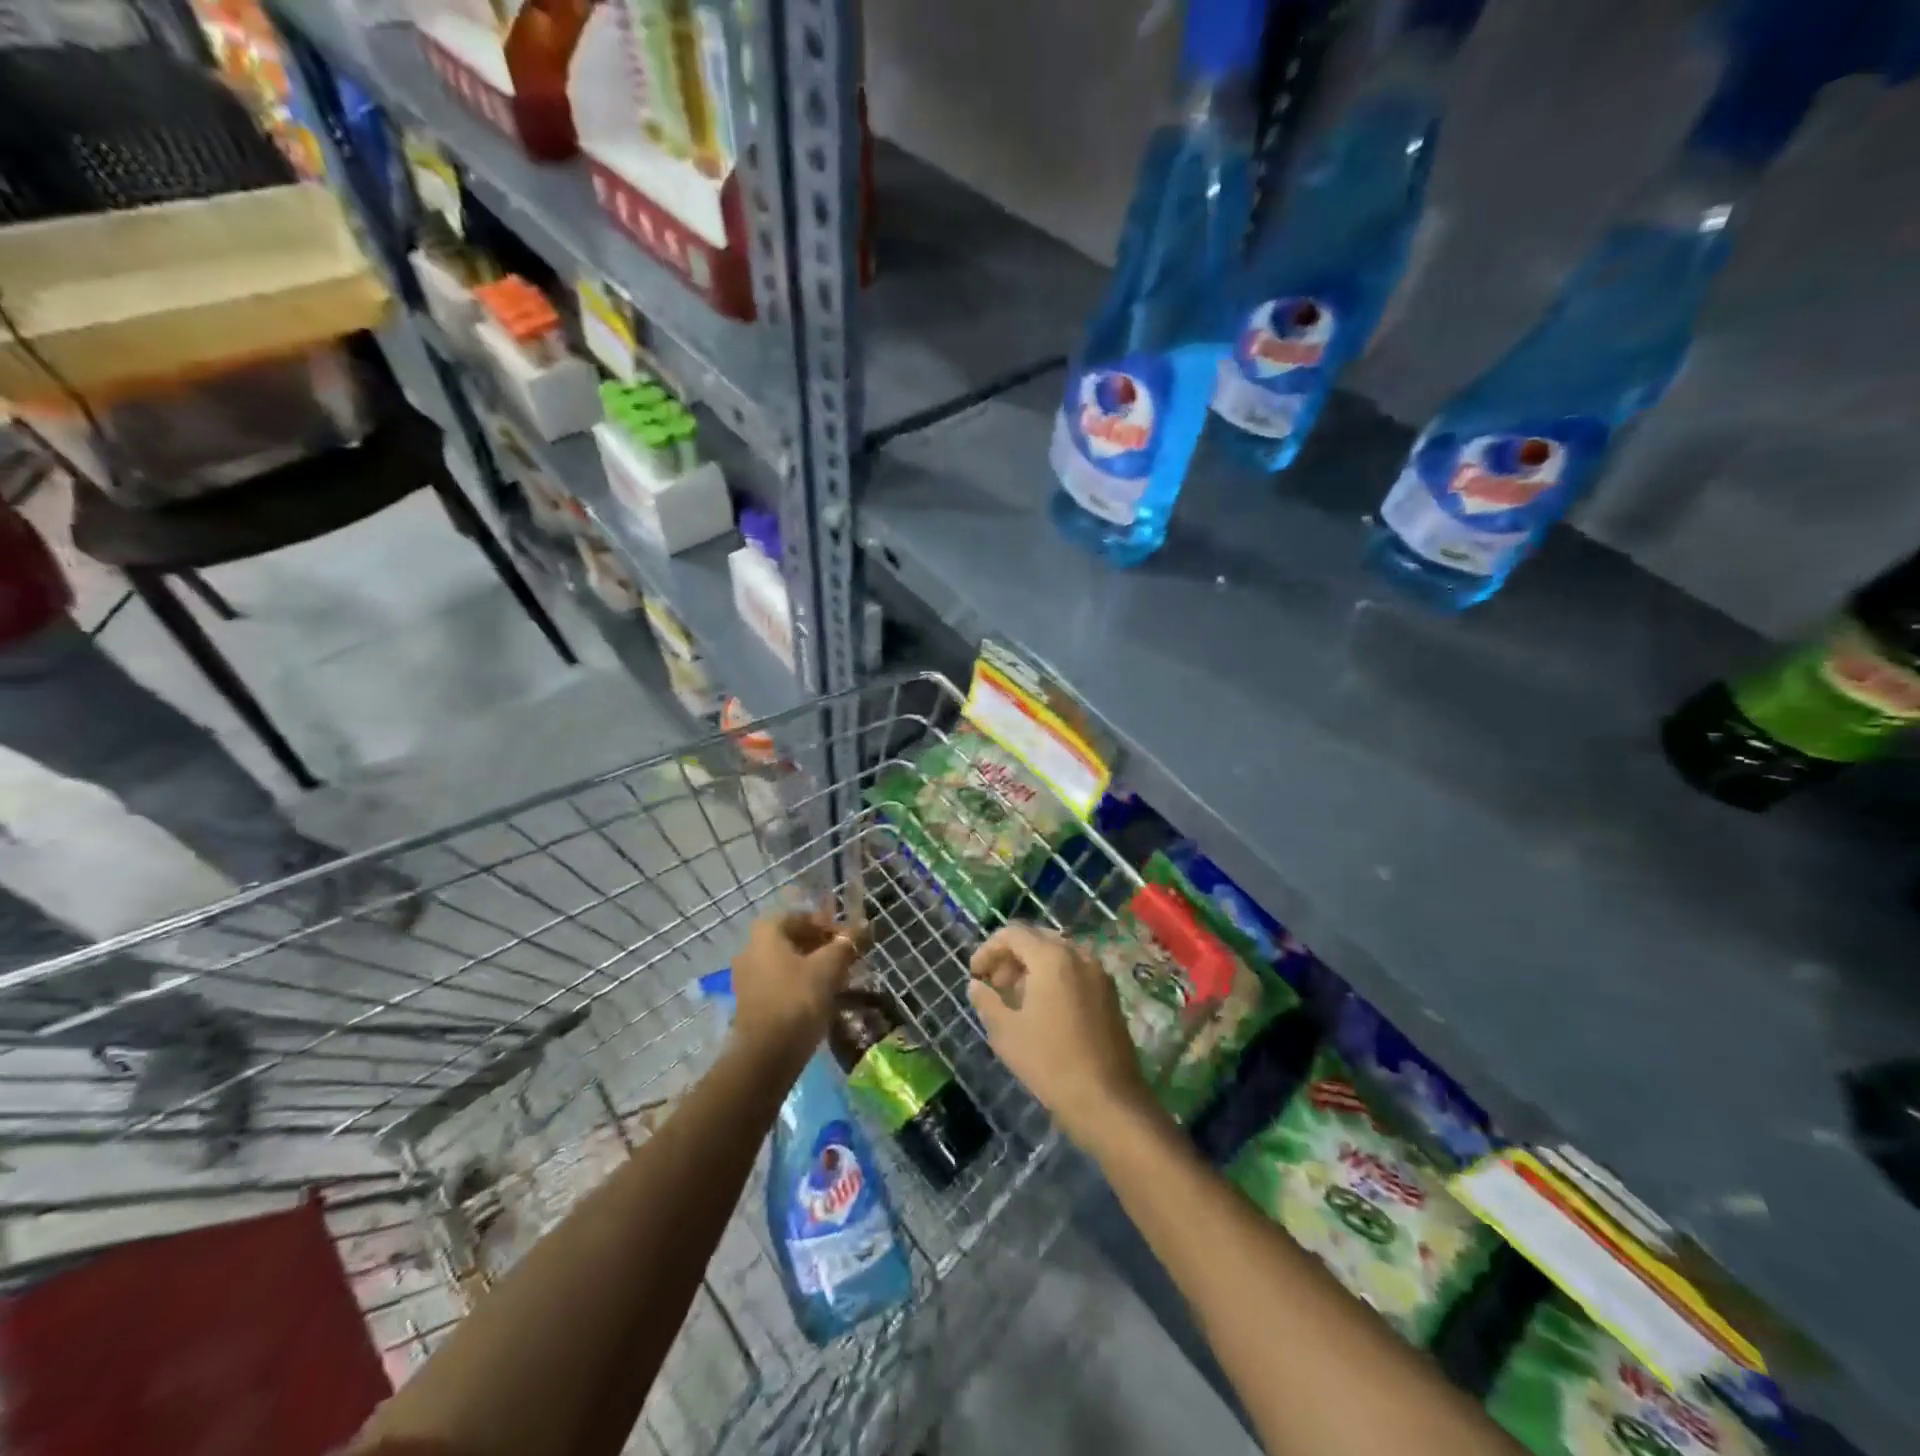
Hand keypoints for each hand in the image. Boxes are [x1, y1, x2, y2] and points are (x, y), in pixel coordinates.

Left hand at [730, 912, 864, 1056]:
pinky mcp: (752, 1003)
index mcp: (766, 933)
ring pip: (788, 963)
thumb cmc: (798, 999)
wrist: (767, 1055)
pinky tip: (822, 998)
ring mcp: (748, 978)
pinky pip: (780, 983)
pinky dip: (801, 985)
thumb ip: (845, 944)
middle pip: (793, 940)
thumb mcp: (828, 968)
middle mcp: (751, 949)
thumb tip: (861, 927)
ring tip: (840, 980)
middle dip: (822, 947)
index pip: (801, 917)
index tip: (848, 940)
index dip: (828, 925)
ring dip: (814, 967)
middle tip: (847, 960)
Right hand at [969, 921, 1153, 1147]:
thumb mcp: (1006, 1032)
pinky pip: (1075, 970)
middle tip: (994, 984)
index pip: (1013, 934)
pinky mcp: (1109, 992)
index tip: (975, 974)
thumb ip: (987, 1001)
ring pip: (1058, 954)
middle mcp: (1079, 955)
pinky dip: (1054, 977)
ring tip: (1016, 998)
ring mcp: (1098, 973)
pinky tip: (1043, 1008)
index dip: (988, 949)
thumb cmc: (1049, 1062)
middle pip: (1037, 939)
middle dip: (1011, 956)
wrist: (1107, 1099)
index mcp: (1052, 957)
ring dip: (1032, 967)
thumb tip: (976, 985)